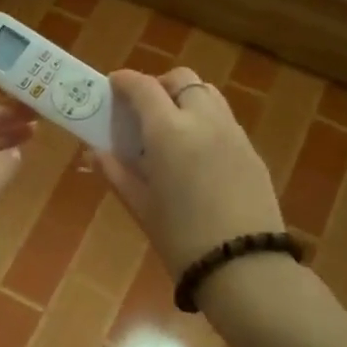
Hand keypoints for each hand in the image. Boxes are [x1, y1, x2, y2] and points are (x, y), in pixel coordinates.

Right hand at [98, 67, 284, 276]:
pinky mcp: (252, 150)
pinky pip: (224, 119)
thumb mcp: (141, 207)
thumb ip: (116, 172)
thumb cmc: (181, 239)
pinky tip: (197, 154)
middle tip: (143, 111)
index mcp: (169, 132)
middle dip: (159, 85)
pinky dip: (205, 120)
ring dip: (185, 98)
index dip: (125, 81)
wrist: (244, 267)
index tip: (112, 85)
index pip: (143, 87)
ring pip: (207, 94)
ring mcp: (233, 133)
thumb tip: (95, 152)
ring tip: (171, 129)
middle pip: (181, 79)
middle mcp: (203, 120)